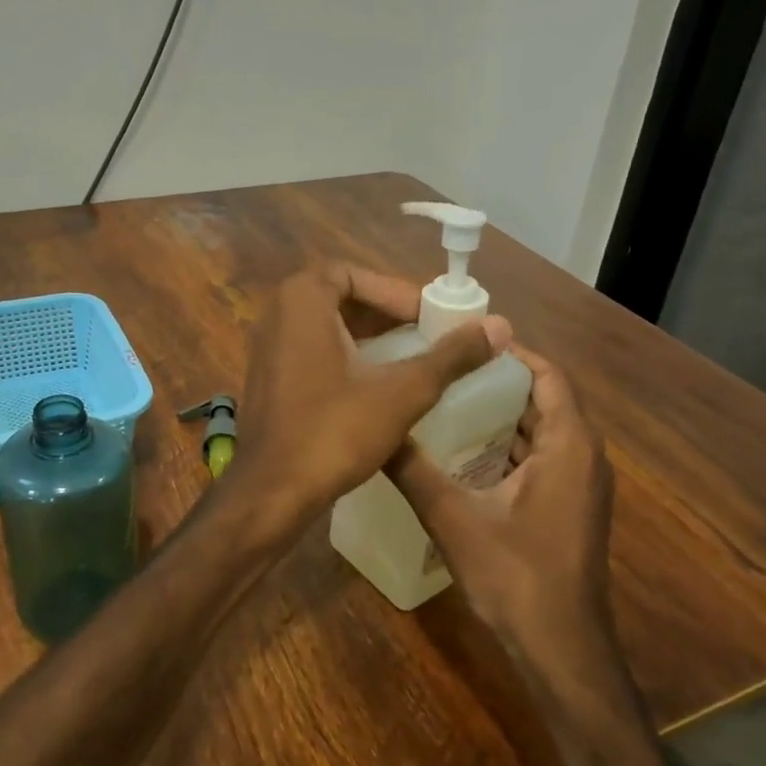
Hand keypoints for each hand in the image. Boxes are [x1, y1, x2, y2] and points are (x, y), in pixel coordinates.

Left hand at [232, 262, 509, 524]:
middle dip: (385, 312)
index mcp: (301, 301)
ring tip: (410, 356)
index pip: (354, 274)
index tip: (430, 316)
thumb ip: (450, 357)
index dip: (396, 292)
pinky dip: (343, 356)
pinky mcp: (266, 379)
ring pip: (324, 326)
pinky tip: (374, 383)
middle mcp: (276, 315)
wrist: (271, 492)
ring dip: (366, 335)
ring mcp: (265, 348)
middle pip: (339, 297)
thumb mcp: (401, 392)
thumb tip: (500, 326)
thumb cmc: (334, 432)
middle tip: (426, 332)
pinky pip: (310, 351)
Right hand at [387, 346, 615, 656]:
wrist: (561, 647)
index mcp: (568, 445)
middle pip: (544, 399)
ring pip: (542, 430)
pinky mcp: (570, 506)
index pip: (548, 375)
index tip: (463, 341)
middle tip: (444, 369)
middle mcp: (584, 456)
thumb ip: (413, 471)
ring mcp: (581, 484)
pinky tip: (464, 452)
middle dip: (497, 381)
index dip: (510, 353)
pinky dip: (509, 445)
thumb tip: (375, 431)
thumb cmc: (516, 575)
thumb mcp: (453, 518)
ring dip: (502, 415)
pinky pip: (542, 457)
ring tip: (447, 401)